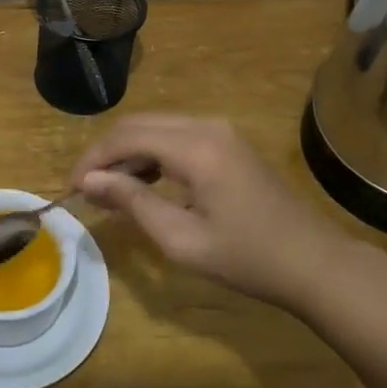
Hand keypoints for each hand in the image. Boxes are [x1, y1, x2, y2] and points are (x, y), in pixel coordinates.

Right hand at [73, 115, 352, 312]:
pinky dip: (152, 153)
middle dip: (106, 152)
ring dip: (128, 152)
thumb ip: (132, 203)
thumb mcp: (182, 239)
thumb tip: (89, 180)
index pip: (126, 137)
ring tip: (109, 190)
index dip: (93, 159)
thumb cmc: (248, 259)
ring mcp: (220, 131)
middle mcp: (206, 126)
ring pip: (156, 127)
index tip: (71, 188)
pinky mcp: (228, 142)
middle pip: (139, 124)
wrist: (315, 263)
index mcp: (195, 147)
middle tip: (86, 189)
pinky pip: (177, 135)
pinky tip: (144, 183)